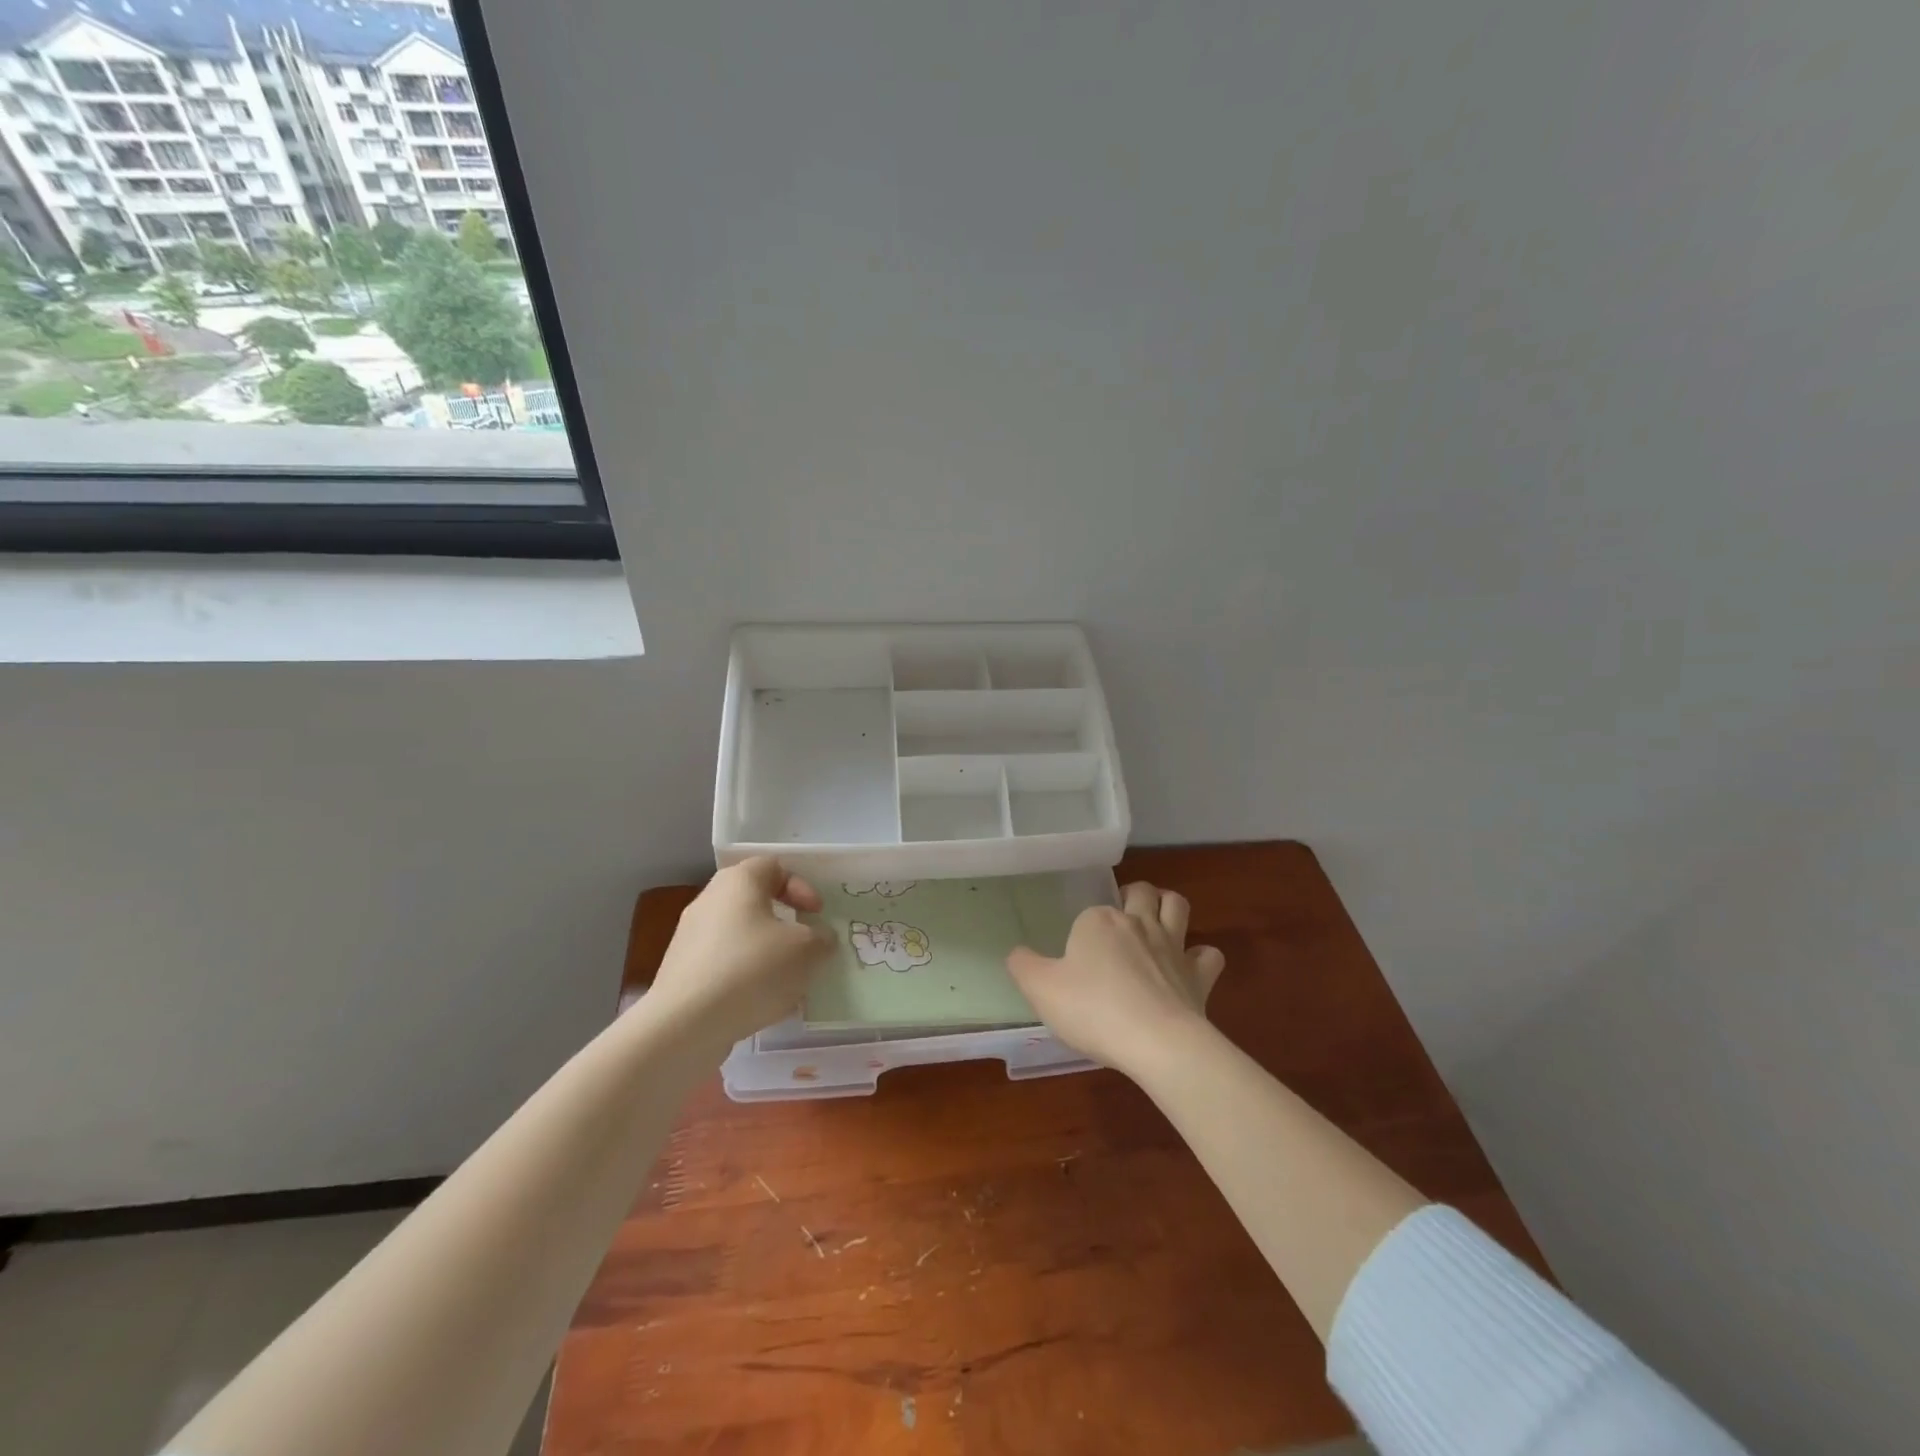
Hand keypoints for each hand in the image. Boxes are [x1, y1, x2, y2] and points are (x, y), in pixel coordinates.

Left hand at [645, 857, 835, 1048]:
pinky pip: (725, 967)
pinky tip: (764, 1008)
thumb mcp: (806, 950)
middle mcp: (710, 901)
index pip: (774, 866)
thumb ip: (822, 938)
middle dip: (786, 926)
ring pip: (742, 938)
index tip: (817, 915)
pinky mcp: (683, 973)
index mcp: (738, 882)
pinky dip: (747, 980)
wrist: (685, 1025)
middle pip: (756, 903)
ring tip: (790, 986)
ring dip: (769, 957)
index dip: (801, 887)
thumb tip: (819, 939)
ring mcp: (691, 938)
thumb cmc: (752, 969)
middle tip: (806, 947)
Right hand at [1006, 881, 1225, 1078]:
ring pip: (1177, 905)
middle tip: (1121, 916)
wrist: (1157, 1043)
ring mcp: (1172, 946)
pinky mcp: (1199, 975)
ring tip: (1157, 922)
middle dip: (1133, 895)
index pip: (1088, 912)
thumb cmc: (1093, 1010)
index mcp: (1098, 921)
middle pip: (1140, 892)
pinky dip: (1200, 956)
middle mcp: (1137, 923)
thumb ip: (1023, 966)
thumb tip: (1016, 953)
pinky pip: (1208, 954)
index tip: (1075, 959)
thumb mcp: (1041, 990)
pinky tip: (1188, 969)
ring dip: (1168, 907)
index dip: (1082, 930)